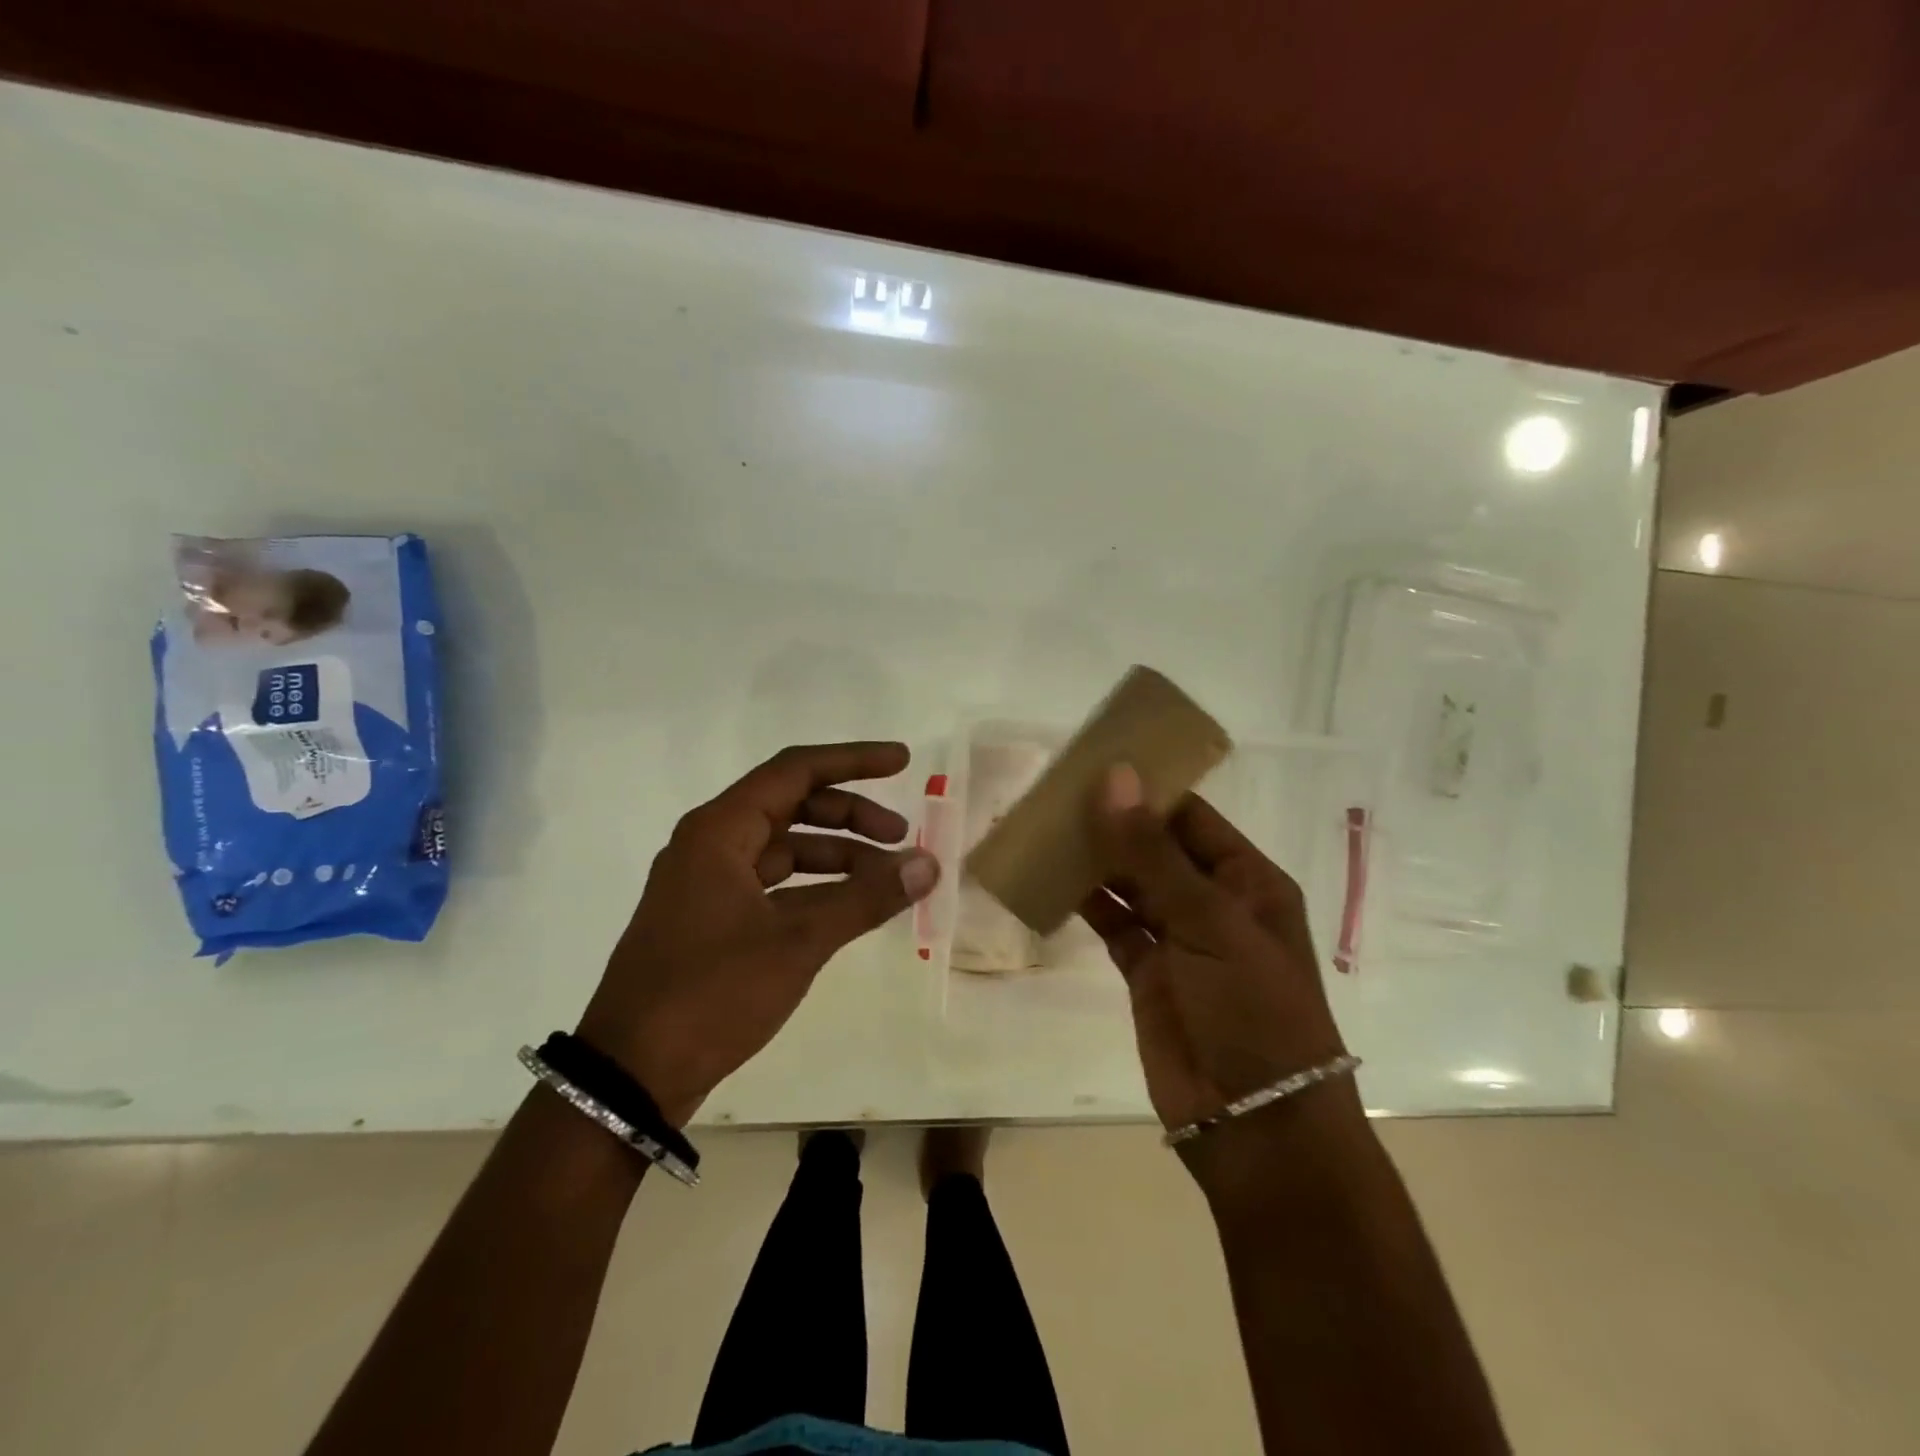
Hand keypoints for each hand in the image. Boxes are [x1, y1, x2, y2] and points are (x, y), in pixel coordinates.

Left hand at [577, 742, 939, 1125]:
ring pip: (784, 849)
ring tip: (887, 880)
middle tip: (901, 838)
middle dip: (851, 816)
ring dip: (837, 857)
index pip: (796, 771)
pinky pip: (773, 885)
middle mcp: (710, 845)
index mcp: (719, 831)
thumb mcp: (797, 942)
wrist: (630, 1076)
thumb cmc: (710, 993)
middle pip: (792, 806)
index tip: (902, 762)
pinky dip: (814, 889)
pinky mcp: (710, 920)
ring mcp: (706, 884)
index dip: (853, 761)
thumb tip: (928, 865)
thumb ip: (865, 898)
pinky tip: (848, 908)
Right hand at [1078, 764, 1353, 1136]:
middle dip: (1111, 821)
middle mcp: (1212, 902)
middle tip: (1054, 791)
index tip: (1093, 762)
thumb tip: (1114, 777)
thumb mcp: (1208, 922)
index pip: (1190, 816)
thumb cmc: (1251, 1008)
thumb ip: (1152, 852)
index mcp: (1246, 880)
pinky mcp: (1145, 971)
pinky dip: (1082, 902)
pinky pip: (1111, 923)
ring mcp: (1176, 937)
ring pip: (1128, 883)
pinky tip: (1048, 880)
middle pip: (1154, 846)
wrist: (1255, 1124)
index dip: (1146, 788)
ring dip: (1093, 859)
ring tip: (1043, 827)